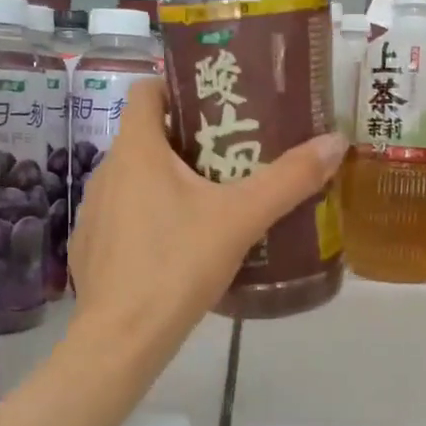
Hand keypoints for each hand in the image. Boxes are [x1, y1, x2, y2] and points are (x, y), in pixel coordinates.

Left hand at [67, 79, 346, 357]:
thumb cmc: (177, 264)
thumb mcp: (241, 219)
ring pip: (134, 180)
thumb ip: (289, 179)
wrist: (123, 338)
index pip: (147, 91)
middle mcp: (106, 172)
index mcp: (136, 151)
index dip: (177, 87)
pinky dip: (148, 218)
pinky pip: (123, 217)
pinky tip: (178, 246)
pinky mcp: (90, 249)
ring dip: (167, 181)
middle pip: (146, 137)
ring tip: (211, 200)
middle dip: (187, 140)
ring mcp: (93, 212)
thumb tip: (336, 141)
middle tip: (232, 154)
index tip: (215, 103)